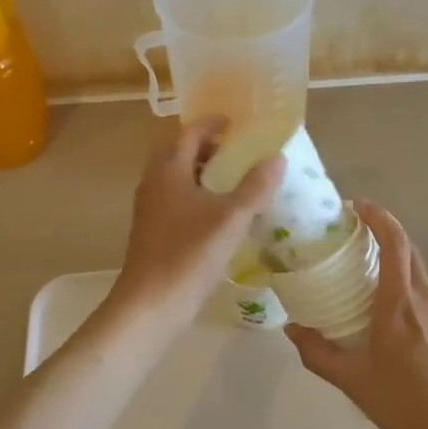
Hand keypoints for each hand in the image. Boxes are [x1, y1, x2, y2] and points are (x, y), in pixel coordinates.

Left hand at [111, 118, 284, 324]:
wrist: (150, 304)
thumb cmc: (189, 254)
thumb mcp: (231, 219)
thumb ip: (256, 187)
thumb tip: (277, 158)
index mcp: (169, 169)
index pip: (190, 132)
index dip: (214, 124)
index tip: (239, 123)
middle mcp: (155, 181)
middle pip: (183, 152)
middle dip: (212, 148)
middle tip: (243, 152)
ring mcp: (151, 207)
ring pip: (180, 177)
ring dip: (206, 173)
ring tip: (239, 182)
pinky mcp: (154, 230)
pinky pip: (179, 199)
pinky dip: (200, 196)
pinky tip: (222, 215)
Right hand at [286, 201, 427, 428]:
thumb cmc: (403, 404)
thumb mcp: (352, 381)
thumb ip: (318, 352)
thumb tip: (291, 328)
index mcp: (399, 303)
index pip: (394, 242)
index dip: (378, 217)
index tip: (358, 207)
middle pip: (409, 253)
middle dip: (386, 240)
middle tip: (359, 245)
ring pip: (422, 283)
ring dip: (400, 280)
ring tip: (379, 304)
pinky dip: (418, 311)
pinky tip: (410, 343)